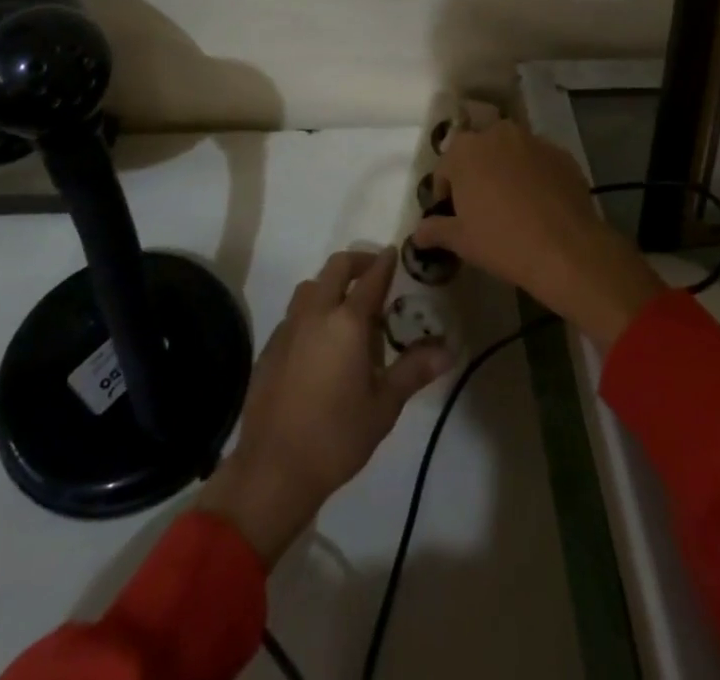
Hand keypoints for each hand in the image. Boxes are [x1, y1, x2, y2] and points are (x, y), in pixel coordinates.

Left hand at [197, 248, 449, 564]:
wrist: (273, 468)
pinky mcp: (271, 346)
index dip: (384, 263)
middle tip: (374, 273)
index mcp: (347, 322)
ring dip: (331, 285)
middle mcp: (315, 313)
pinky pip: (295, 312)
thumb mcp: (384, 405)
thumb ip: (414, 370)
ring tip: (349, 310)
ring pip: (311, 286)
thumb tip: (448, 349)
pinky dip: (313, 310)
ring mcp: (289, 328)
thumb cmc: (337, 436)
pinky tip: (321, 341)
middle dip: (357, 263)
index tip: (394, 252)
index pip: (371, 279)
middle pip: (336, 268)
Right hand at [414, 122, 663, 349]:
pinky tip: (540, 204)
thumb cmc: (501, 241)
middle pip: (479, 151)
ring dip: (506, 170)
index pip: (446, 166)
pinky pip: (539, 162)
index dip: (445, 191)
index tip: (452, 213)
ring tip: (512, 203)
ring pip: (511, 152)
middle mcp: (498, 133)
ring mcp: (533, 140)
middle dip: (477, 172)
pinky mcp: (562, 154)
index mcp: (465, 149)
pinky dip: (535, 175)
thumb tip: (416, 233)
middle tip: (481, 206)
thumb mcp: (460, 240)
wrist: (565, 248)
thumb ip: (434, 230)